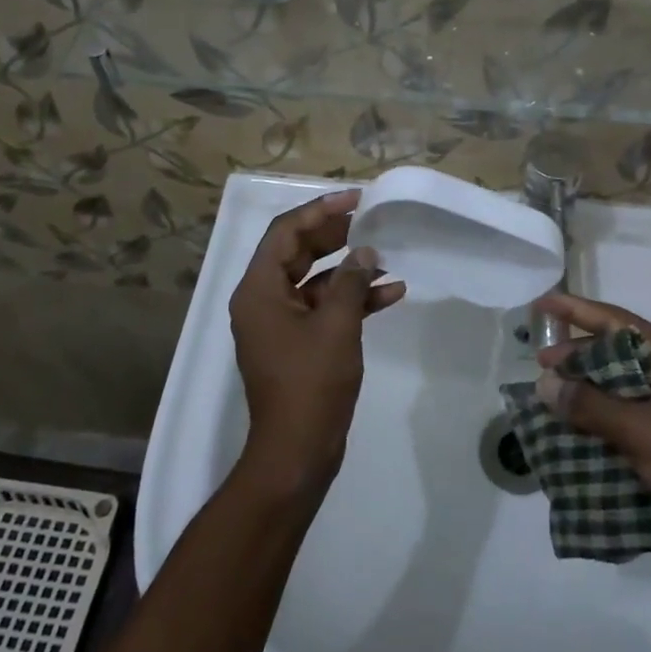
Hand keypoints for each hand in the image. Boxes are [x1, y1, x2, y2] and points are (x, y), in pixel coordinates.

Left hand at [229, 189, 404, 495]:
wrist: (297, 452)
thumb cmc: (311, 384)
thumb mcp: (336, 326)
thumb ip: (351, 282)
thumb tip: (365, 252)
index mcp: (259, 289)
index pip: (285, 232)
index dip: (320, 210)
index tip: (356, 199)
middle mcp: (263, 300)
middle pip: (298, 251)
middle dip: (336, 235)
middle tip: (370, 222)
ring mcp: (280, 323)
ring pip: (314, 280)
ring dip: (349, 269)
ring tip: (386, 256)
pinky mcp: (298, 343)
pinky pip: (323, 308)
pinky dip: (352, 299)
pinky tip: (390, 294)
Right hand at [533, 294, 650, 590]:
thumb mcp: (637, 430)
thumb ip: (588, 404)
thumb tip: (544, 383)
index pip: (617, 321)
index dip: (577, 310)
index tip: (543, 305)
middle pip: (621, 351)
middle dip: (580, 354)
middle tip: (542, 363)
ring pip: (627, 385)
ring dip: (591, 388)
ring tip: (556, 396)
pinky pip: (635, 414)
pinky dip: (607, 417)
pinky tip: (583, 431)